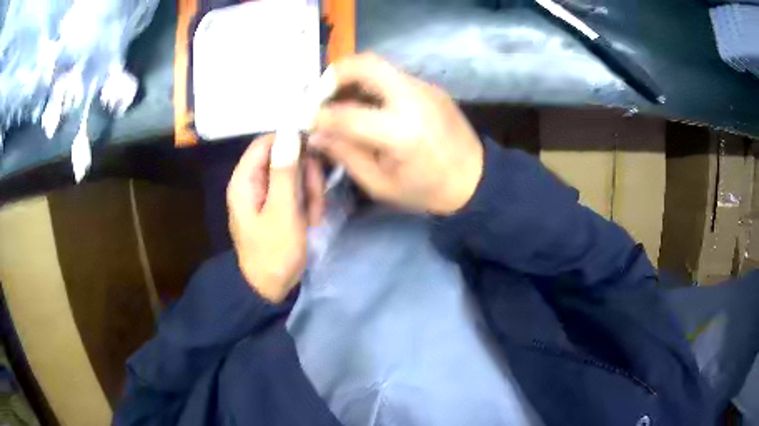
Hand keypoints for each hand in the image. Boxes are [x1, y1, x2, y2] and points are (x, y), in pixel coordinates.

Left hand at [227, 132, 323, 302]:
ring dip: (310, 191)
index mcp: (245, 180)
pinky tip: (311, 221)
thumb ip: (285, 171)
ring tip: (314, 216)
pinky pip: (296, 191)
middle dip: (305, 175)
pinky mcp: (277, 205)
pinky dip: (307, 203)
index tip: (316, 152)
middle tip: (316, 197)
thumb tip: (289, 133)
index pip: (266, 142)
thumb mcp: (283, 212)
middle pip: (284, 157)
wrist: (271, 288)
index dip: (291, 141)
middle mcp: (253, 182)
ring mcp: (266, 194)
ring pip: (295, 174)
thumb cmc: (274, 252)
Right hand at [308, 53, 483, 214]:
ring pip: (379, 66)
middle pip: (366, 64)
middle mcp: (413, 99)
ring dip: (352, 77)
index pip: (347, 113)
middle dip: (334, 74)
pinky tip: (367, 103)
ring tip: (338, 98)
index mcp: (401, 132)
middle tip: (319, 95)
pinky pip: (393, 76)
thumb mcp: (381, 184)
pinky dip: (371, 84)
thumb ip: (346, 154)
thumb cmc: (428, 191)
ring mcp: (425, 88)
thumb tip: (317, 133)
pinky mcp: (431, 87)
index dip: (319, 115)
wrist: (477, 180)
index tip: (305, 120)